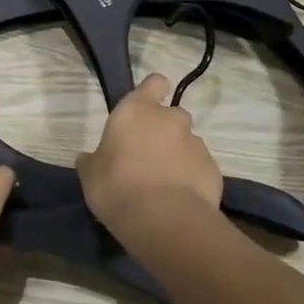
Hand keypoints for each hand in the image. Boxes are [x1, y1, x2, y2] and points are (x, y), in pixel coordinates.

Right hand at [77, 74, 222, 238]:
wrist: (164, 220)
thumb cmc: (117, 187)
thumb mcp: (90, 175)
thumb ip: (93, 160)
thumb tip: (90, 158)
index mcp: (136, 111)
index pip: (154, 83)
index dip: (152, 91)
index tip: (146, 107)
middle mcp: (170, 119)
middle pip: (171, 115)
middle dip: (163, 131)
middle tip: (148, 157)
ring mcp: (195, 143)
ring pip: (187, 142)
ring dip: (177, 155)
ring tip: (164, 184)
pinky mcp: (213, 168)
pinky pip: (199, 167)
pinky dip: (191, 177)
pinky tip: (179, 199)